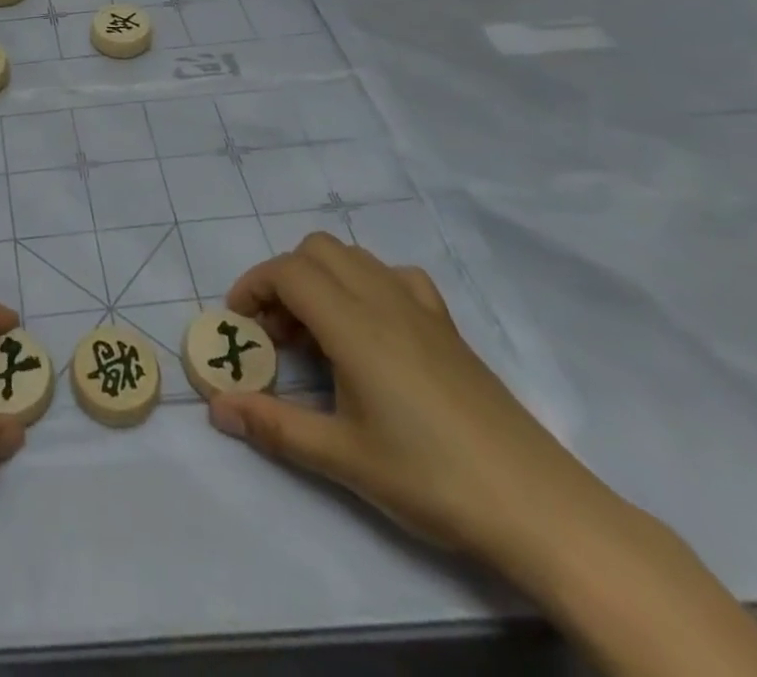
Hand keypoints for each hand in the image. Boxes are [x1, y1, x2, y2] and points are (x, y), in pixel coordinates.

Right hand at [207, 234, 756, 676]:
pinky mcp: (448, 327)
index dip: (253, 286)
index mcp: (354, 324)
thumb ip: (274, 426)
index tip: (239, 323)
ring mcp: (421, 309)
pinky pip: (395, 276)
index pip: (288, 271)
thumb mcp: (344, 458)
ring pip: (354, 257)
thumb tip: (216, 407)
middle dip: (283, 279)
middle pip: (316, 250)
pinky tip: (372, 331)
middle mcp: (384, 300)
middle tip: (277, 333)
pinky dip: (367, 285)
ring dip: (321, 279)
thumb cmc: (432, 479)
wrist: (540, 508)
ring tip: (318, 336)